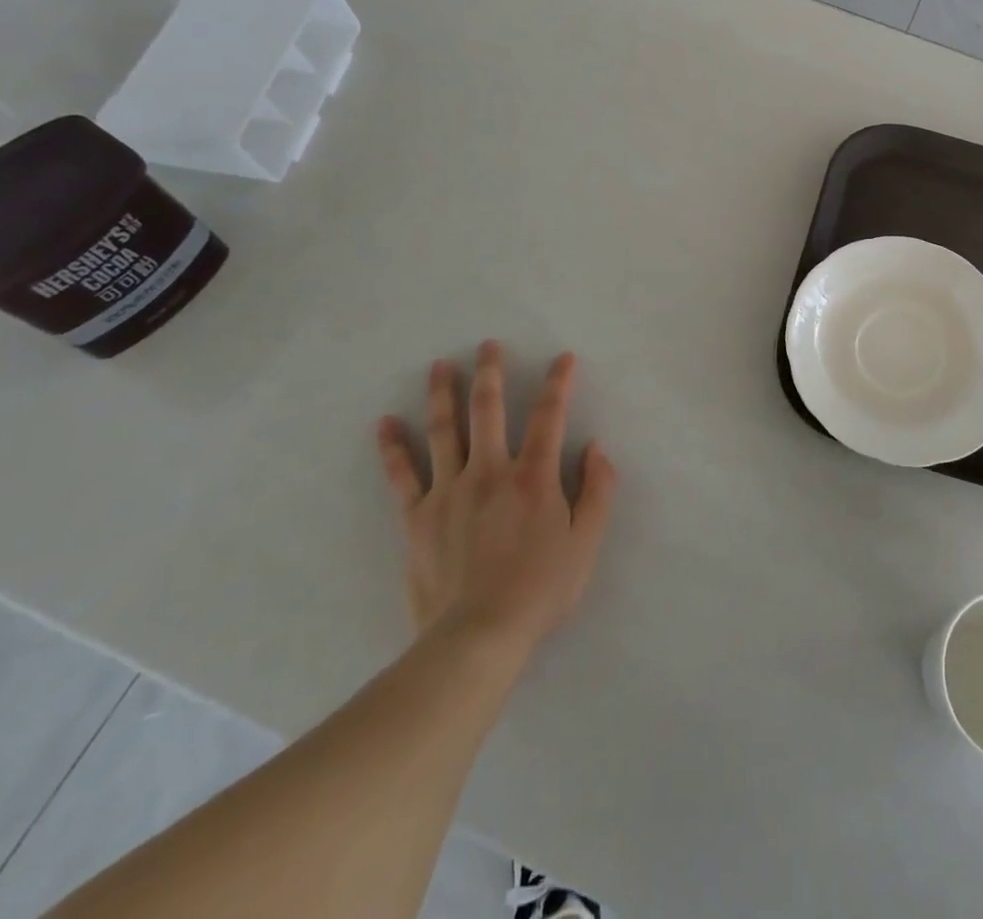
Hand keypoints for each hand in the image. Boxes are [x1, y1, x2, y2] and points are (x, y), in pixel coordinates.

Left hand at [376, 341, 615, 657]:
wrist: (476, 637)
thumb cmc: (540, 590)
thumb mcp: (586, 543)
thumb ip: (598, 490)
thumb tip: (596, 447)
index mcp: (534, 476)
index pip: (549, 416)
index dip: (558, 383)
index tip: (563, 357)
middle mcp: (490, 471)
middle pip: (489, 410)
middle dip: (490, 373)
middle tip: (487, 345)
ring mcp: (449, 491)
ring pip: (444, 430)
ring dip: (442, 394)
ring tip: (440, 365)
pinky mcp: (417, 517)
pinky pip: (402, 474)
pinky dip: (393, 447)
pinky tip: (385, 423)